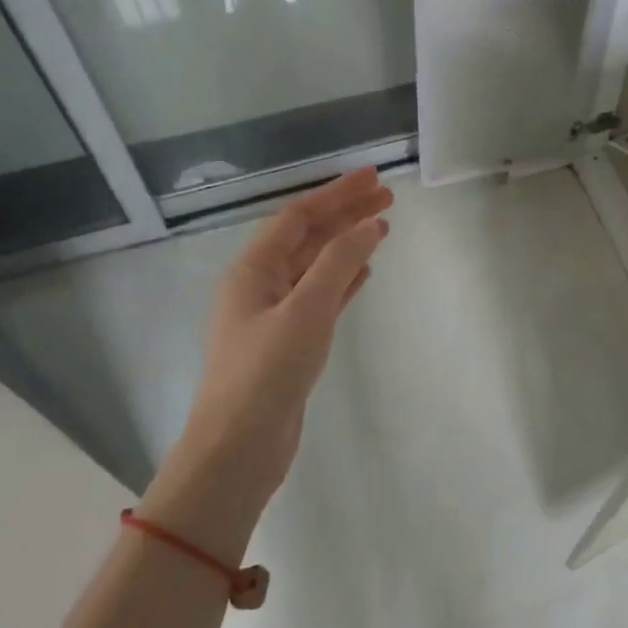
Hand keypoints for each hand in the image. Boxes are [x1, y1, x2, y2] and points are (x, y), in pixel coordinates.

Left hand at [148, 169, 391, 529]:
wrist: (239, 449)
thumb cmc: (267, 372)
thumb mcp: (306, 310)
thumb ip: (338, 263)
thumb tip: (369, 225)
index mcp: (253, 269)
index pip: (299, 216)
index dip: (337, 193)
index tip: (375, 178)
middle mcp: (260, 285)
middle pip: (308, 237)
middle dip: (346, 215)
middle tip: (389, 198)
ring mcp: (274, 315)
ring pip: (316, 266)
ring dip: (347, 244)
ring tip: (383, 227)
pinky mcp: (289, 342)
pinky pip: (320, 297)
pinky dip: (342, 280)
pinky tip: (365, 272)